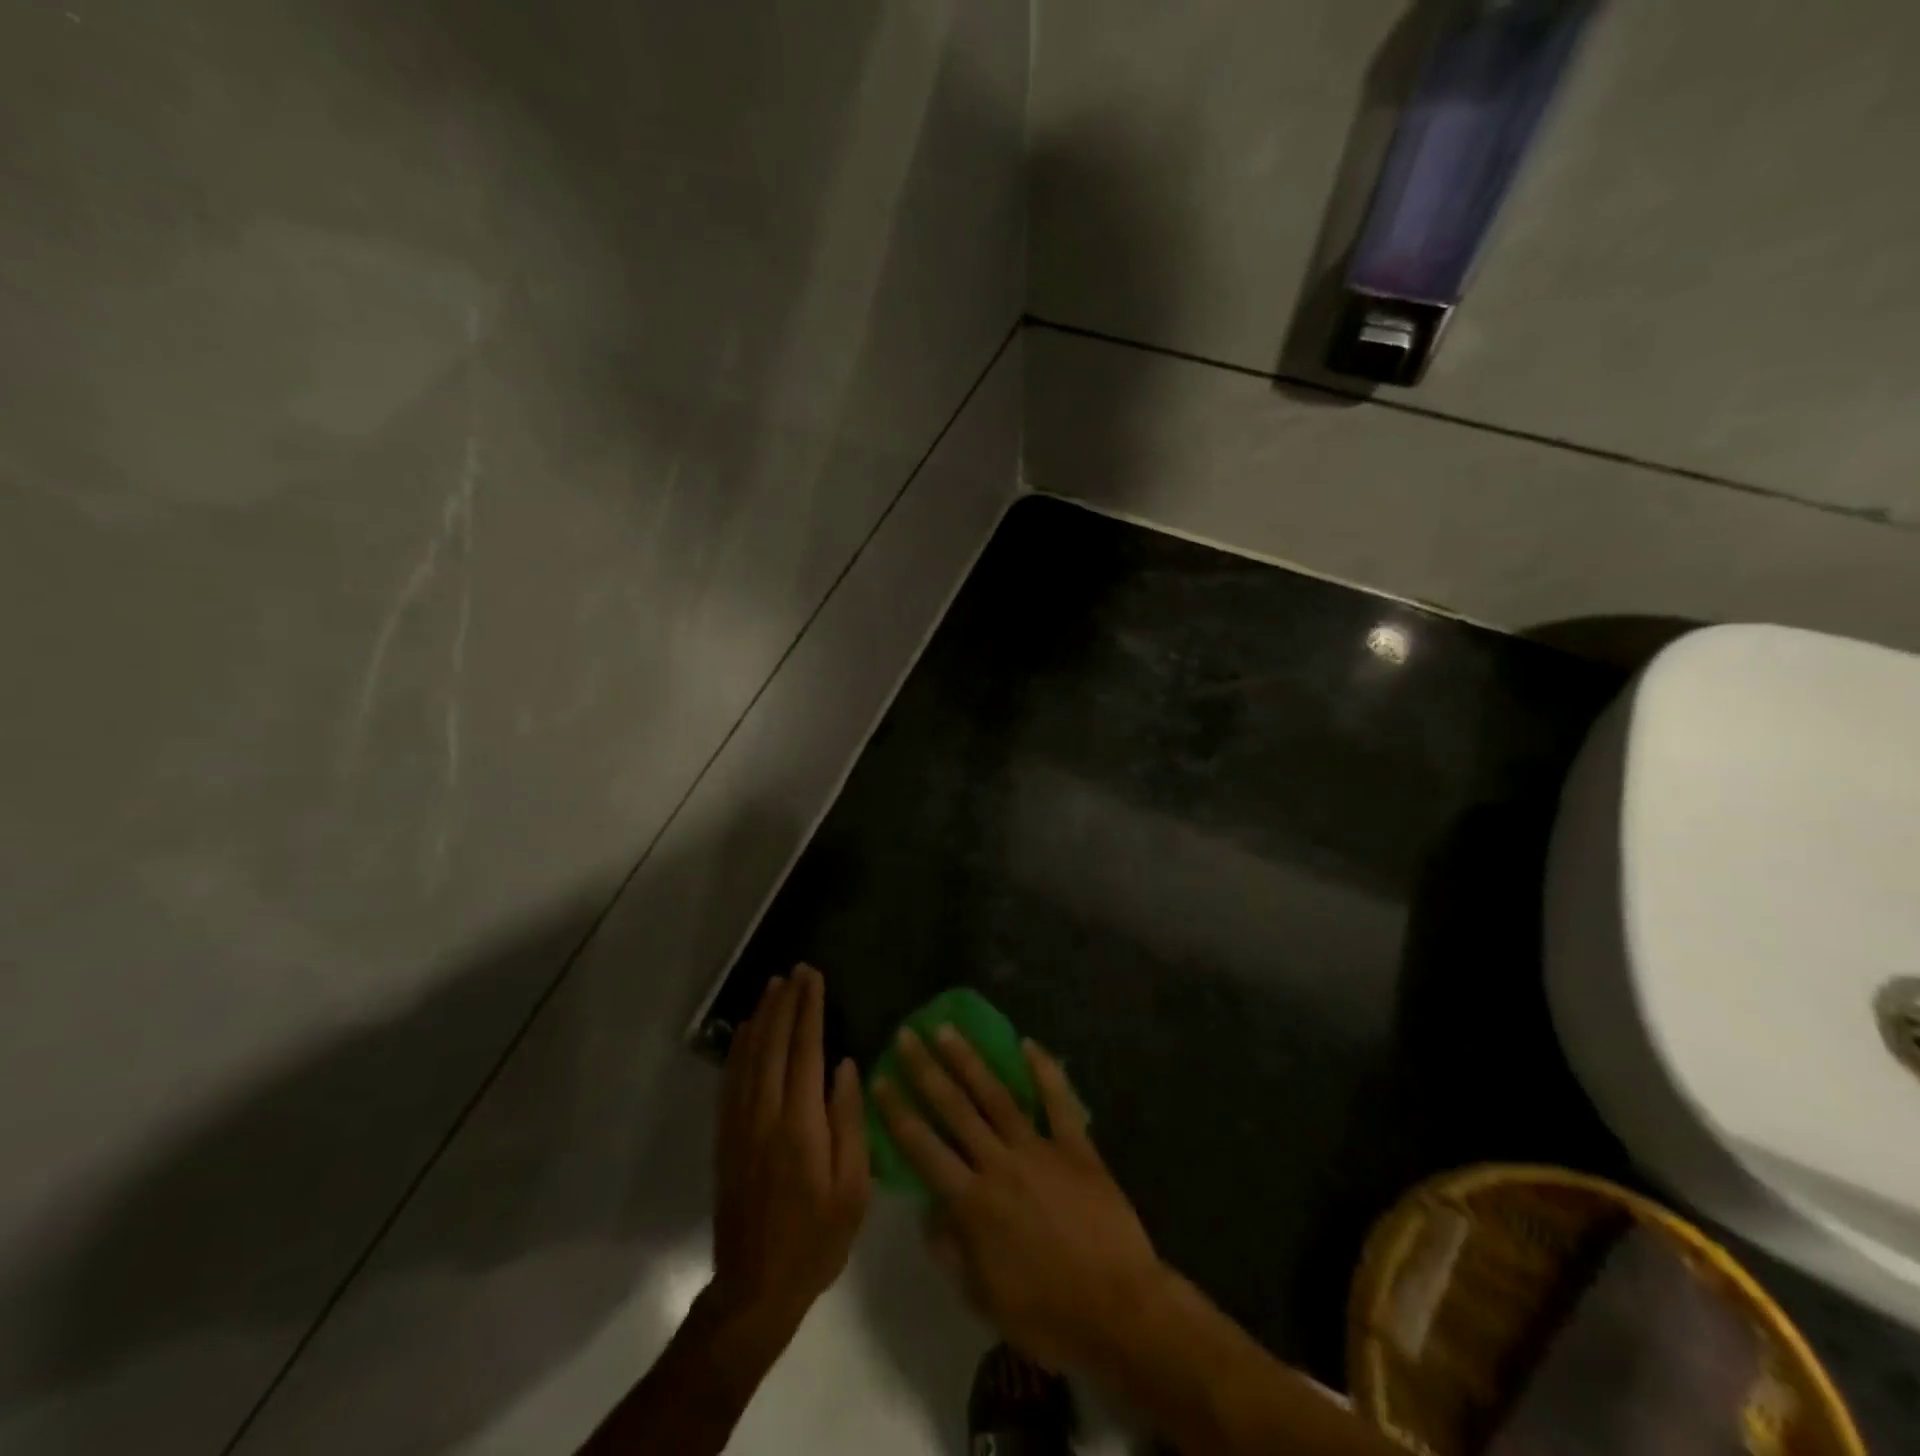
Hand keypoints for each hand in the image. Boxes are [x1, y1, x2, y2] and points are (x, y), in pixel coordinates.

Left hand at [711, 965, 869, 1340]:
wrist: (756, 1287)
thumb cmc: (817, 1238)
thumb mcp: (853, 1187)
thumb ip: (849, 1121)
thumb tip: (846, 1066)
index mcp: (800, 1124)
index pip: (805, 1050)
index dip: (809, 1009)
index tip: (814, 977)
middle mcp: (765, 1114)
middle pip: (774, 1044)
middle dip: (786, 1003)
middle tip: (796, 971)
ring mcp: (740, 1124)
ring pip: (749, 1056)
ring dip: (762, 1017)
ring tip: (772, 987)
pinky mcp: (726, 1137)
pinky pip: (731, 1079)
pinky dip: (740, 1047)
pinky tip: (748, 1031)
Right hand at [872, 1026, 1166, 1370]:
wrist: (1120, 1313)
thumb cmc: (1048, 1315)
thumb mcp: (983, 1300)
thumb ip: (950, 1251)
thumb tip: (926, 1211)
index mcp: (972, 1203)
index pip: (923, 1148)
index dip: (897, 1112)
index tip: (879, 1079)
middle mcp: (999, 1164)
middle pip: (955, 1108)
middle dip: (926, 1069)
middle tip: (907, 1035)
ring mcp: (1040, 1150)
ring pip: (996, 1095)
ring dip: (969, 1060)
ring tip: (947, 1030)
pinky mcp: (1077, 1147)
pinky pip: (1058, 1101)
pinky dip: (1045, 1071)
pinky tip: (1028, 1043)